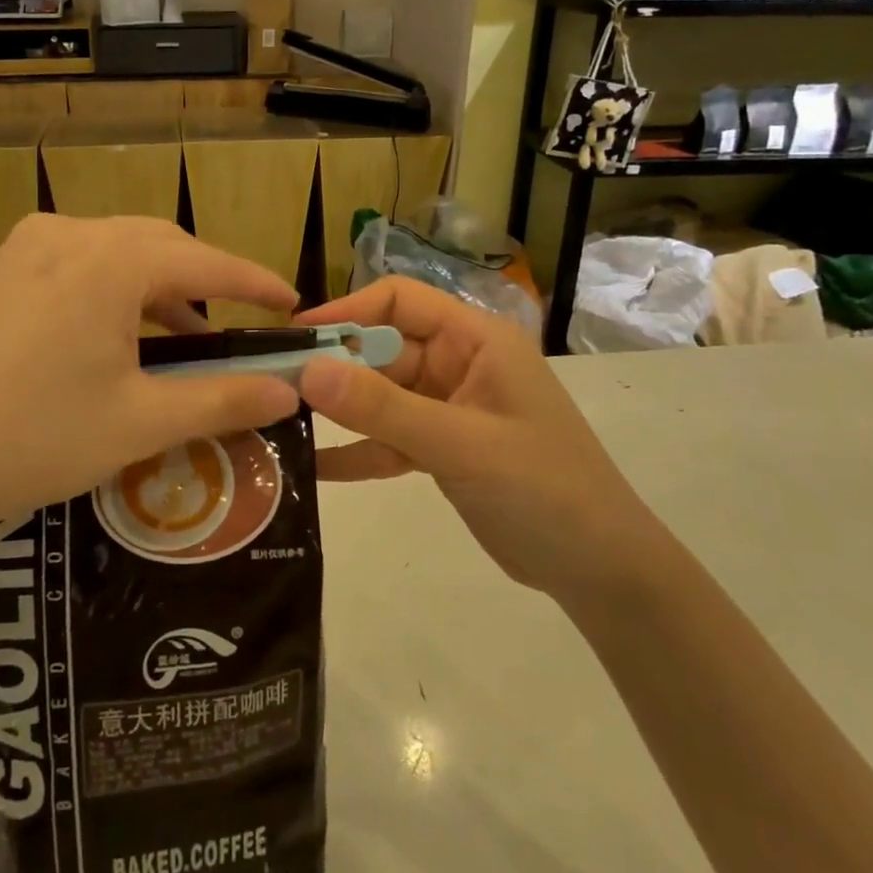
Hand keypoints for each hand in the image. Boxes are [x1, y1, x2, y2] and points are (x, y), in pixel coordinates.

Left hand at [0, 215, 301, 573]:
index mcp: (109, 258)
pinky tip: (119, 339)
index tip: (292, 302)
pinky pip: (77, 266)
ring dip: (158, 290)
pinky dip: (114, 294)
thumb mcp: (140, 422)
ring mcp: (24, 249)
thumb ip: (223, 399)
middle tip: (239, 326)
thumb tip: (288, 390)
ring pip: (116, 254)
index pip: (205, 261)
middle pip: (160, 247)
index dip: (254, 282)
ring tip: (185, 341)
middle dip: (206, 282)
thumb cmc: (34, 438)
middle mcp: (68, 234)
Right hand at [296, 279, 651, 598]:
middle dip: (333, 367)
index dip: (346, 311)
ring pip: (381, 396)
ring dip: (339, 409)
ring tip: (280, 420)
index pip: (400, 302)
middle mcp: (459, 365)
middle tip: (272, 388)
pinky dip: (357, 451)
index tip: (294, 337)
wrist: (600, 570)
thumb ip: (383, 408)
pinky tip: (313, 466)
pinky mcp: (443, 450)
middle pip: (383, 350)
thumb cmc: (543, 488)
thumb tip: (308, 369)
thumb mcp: (460, 444)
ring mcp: (450, 409)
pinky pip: (389, 440)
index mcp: (476, 340)